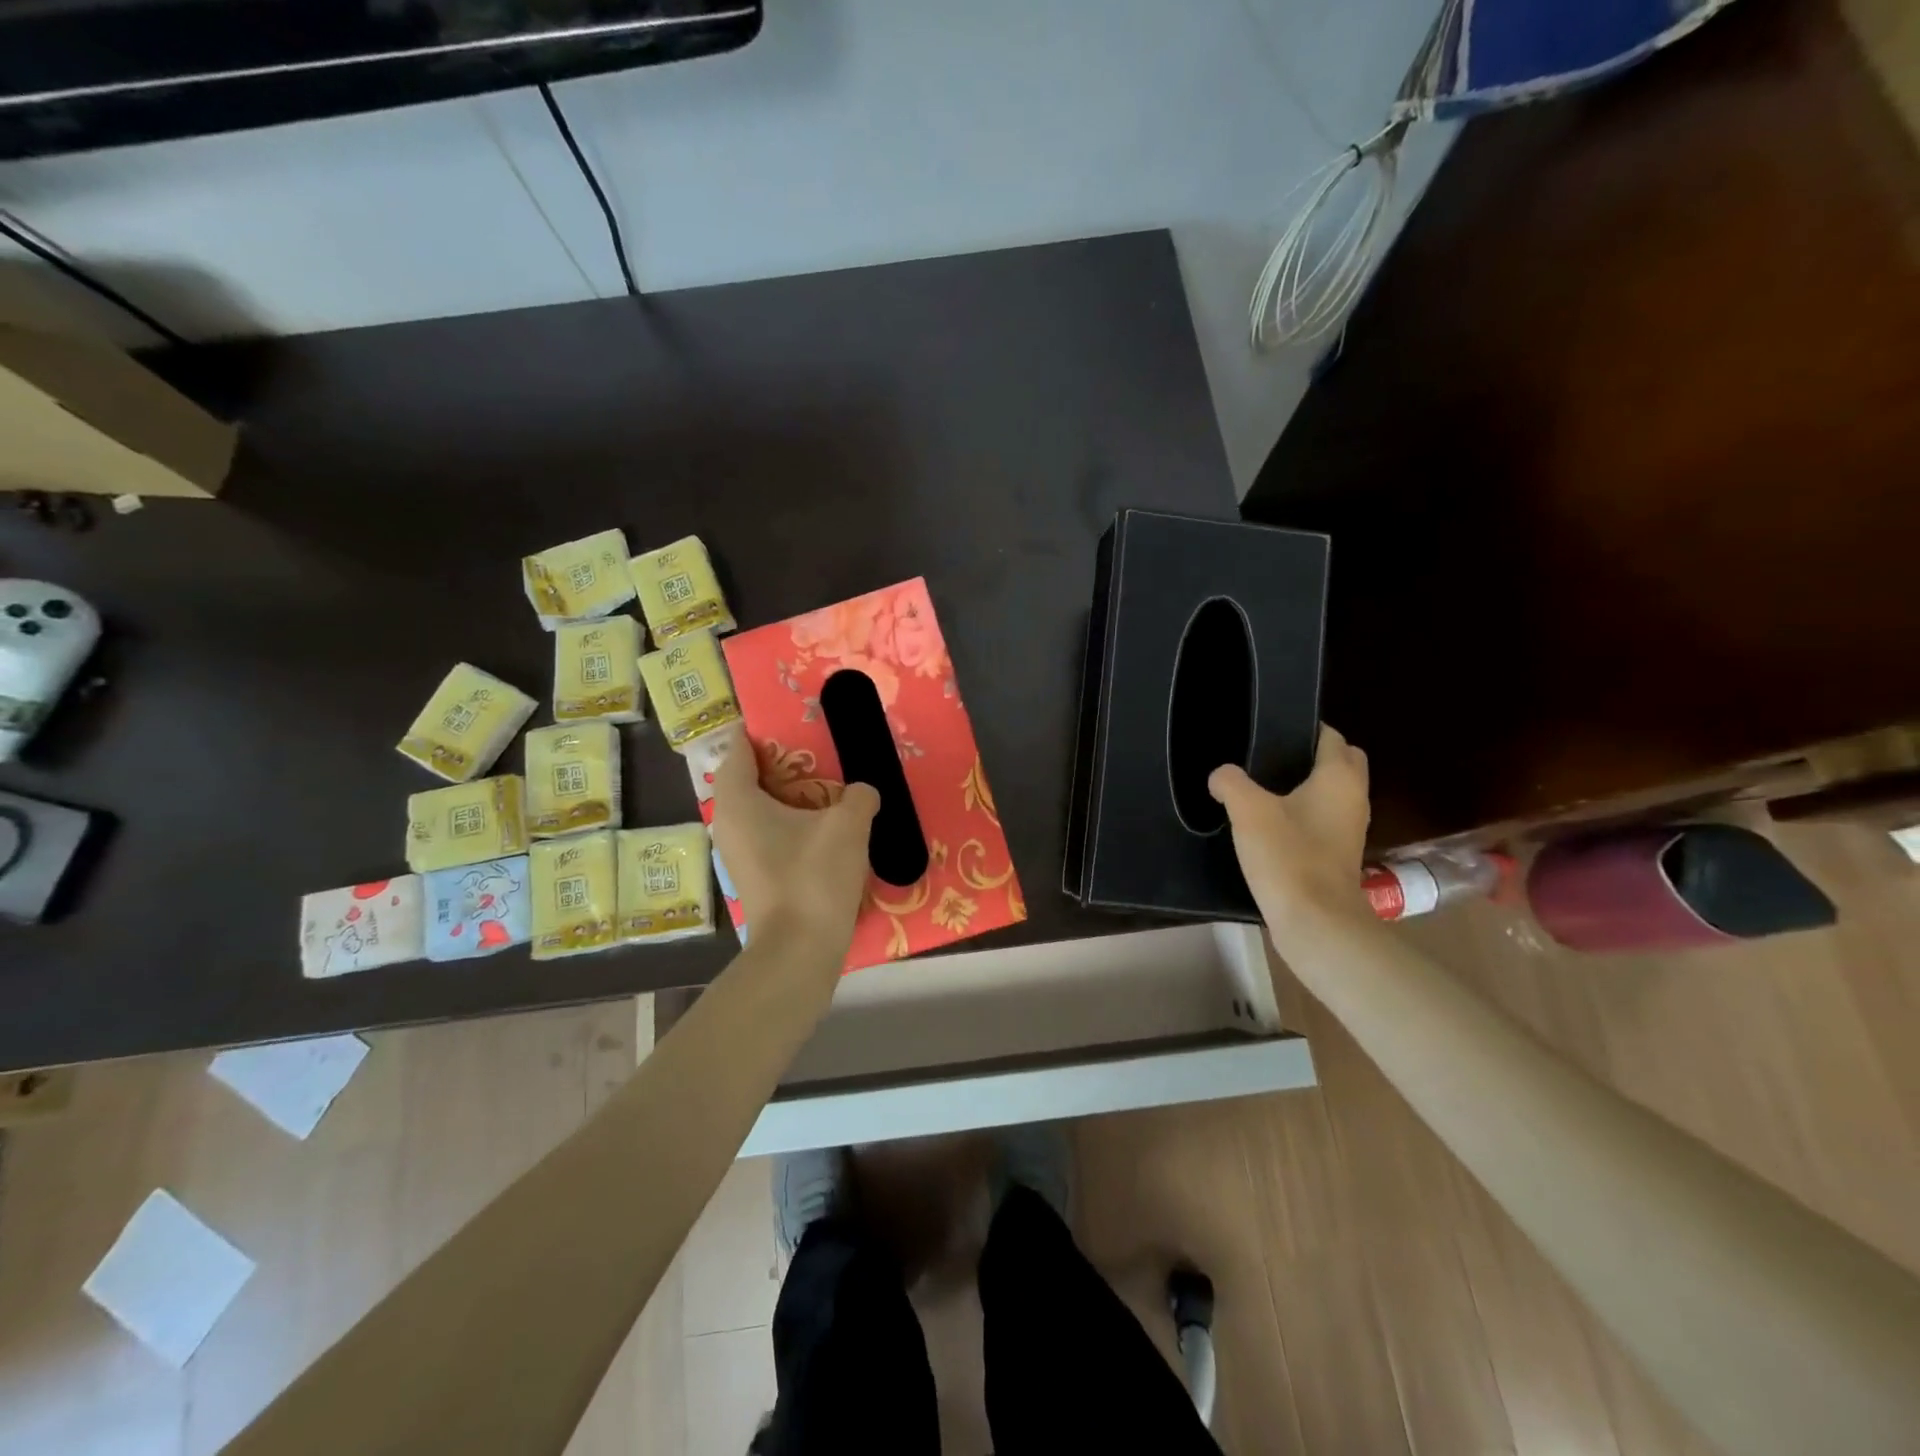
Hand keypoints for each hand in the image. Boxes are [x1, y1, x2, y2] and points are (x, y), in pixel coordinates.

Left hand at [708, 729, 879, 967]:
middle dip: (782, 763)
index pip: (738, 749)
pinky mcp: (754, 876)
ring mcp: (738, 853)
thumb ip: (859, 796)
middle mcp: (728, 823)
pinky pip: (768, 834)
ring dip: (790, 797)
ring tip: (827, 788)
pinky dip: (790, 824)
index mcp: (738, 800)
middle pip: (749, 778)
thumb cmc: (814, 877)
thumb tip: (863, 792)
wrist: (800, 951)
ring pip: (760, 809)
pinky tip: (824, 828)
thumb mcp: (848, 825)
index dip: (760, 730)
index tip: (790, 720)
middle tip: (819, 751)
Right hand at [1209, 724, 1371, 935]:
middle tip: (1270, 758)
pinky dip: (1305, 814)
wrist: (1315, 922)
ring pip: (1332, 793)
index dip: (1304, 728)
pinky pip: (1324, 820)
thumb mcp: (1248, 811)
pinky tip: (1270, 824)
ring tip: (1263, 789)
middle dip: (1312, 755)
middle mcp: (1353, 798)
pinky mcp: (1338, 855)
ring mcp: (1350, 829)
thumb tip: (1221, 775)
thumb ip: (1231, 783)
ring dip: (1308, 787)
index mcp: (1339, 778)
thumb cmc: (1288, 856)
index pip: (1330, 736)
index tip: (1271, 729)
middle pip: (1340, 762)